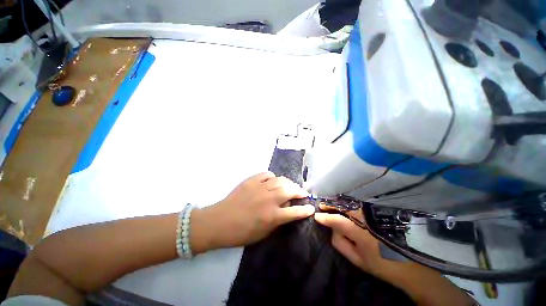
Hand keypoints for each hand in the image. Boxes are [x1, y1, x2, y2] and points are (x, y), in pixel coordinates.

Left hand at [191, 172, 314, 252]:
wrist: (219, 222)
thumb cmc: (241, 233)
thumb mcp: (263, 233)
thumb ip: (277, 220)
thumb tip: (286, 208)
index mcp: (272, 216)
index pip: (295, 212)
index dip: (305, 210)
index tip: (310, 208)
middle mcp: (269, 199)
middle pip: (290, 191)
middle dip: (299, 191)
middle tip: (302, 193)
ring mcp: (260, 187)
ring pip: (280, 180)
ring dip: (288, 183)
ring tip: (290, 186)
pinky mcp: (251, 180)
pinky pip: (267, 174)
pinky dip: (272, 177)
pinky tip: (272, 181)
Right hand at [315, 212, 474, 305]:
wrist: (413, 266)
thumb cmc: (382, 265)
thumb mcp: (358, 259)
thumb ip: (340, 242)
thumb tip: (331, 228)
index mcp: (360, 231)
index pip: (336, 219)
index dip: (325, 217)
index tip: (317, 216)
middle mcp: (366, 217)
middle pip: (343, 206)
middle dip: (330, 205)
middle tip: (322, 205)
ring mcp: (374, 213)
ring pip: (351, 202)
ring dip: (339, 202)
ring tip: (331, 203)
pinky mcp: (380, 212)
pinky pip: (360, 204)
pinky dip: (349, 203)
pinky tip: (345, 204)